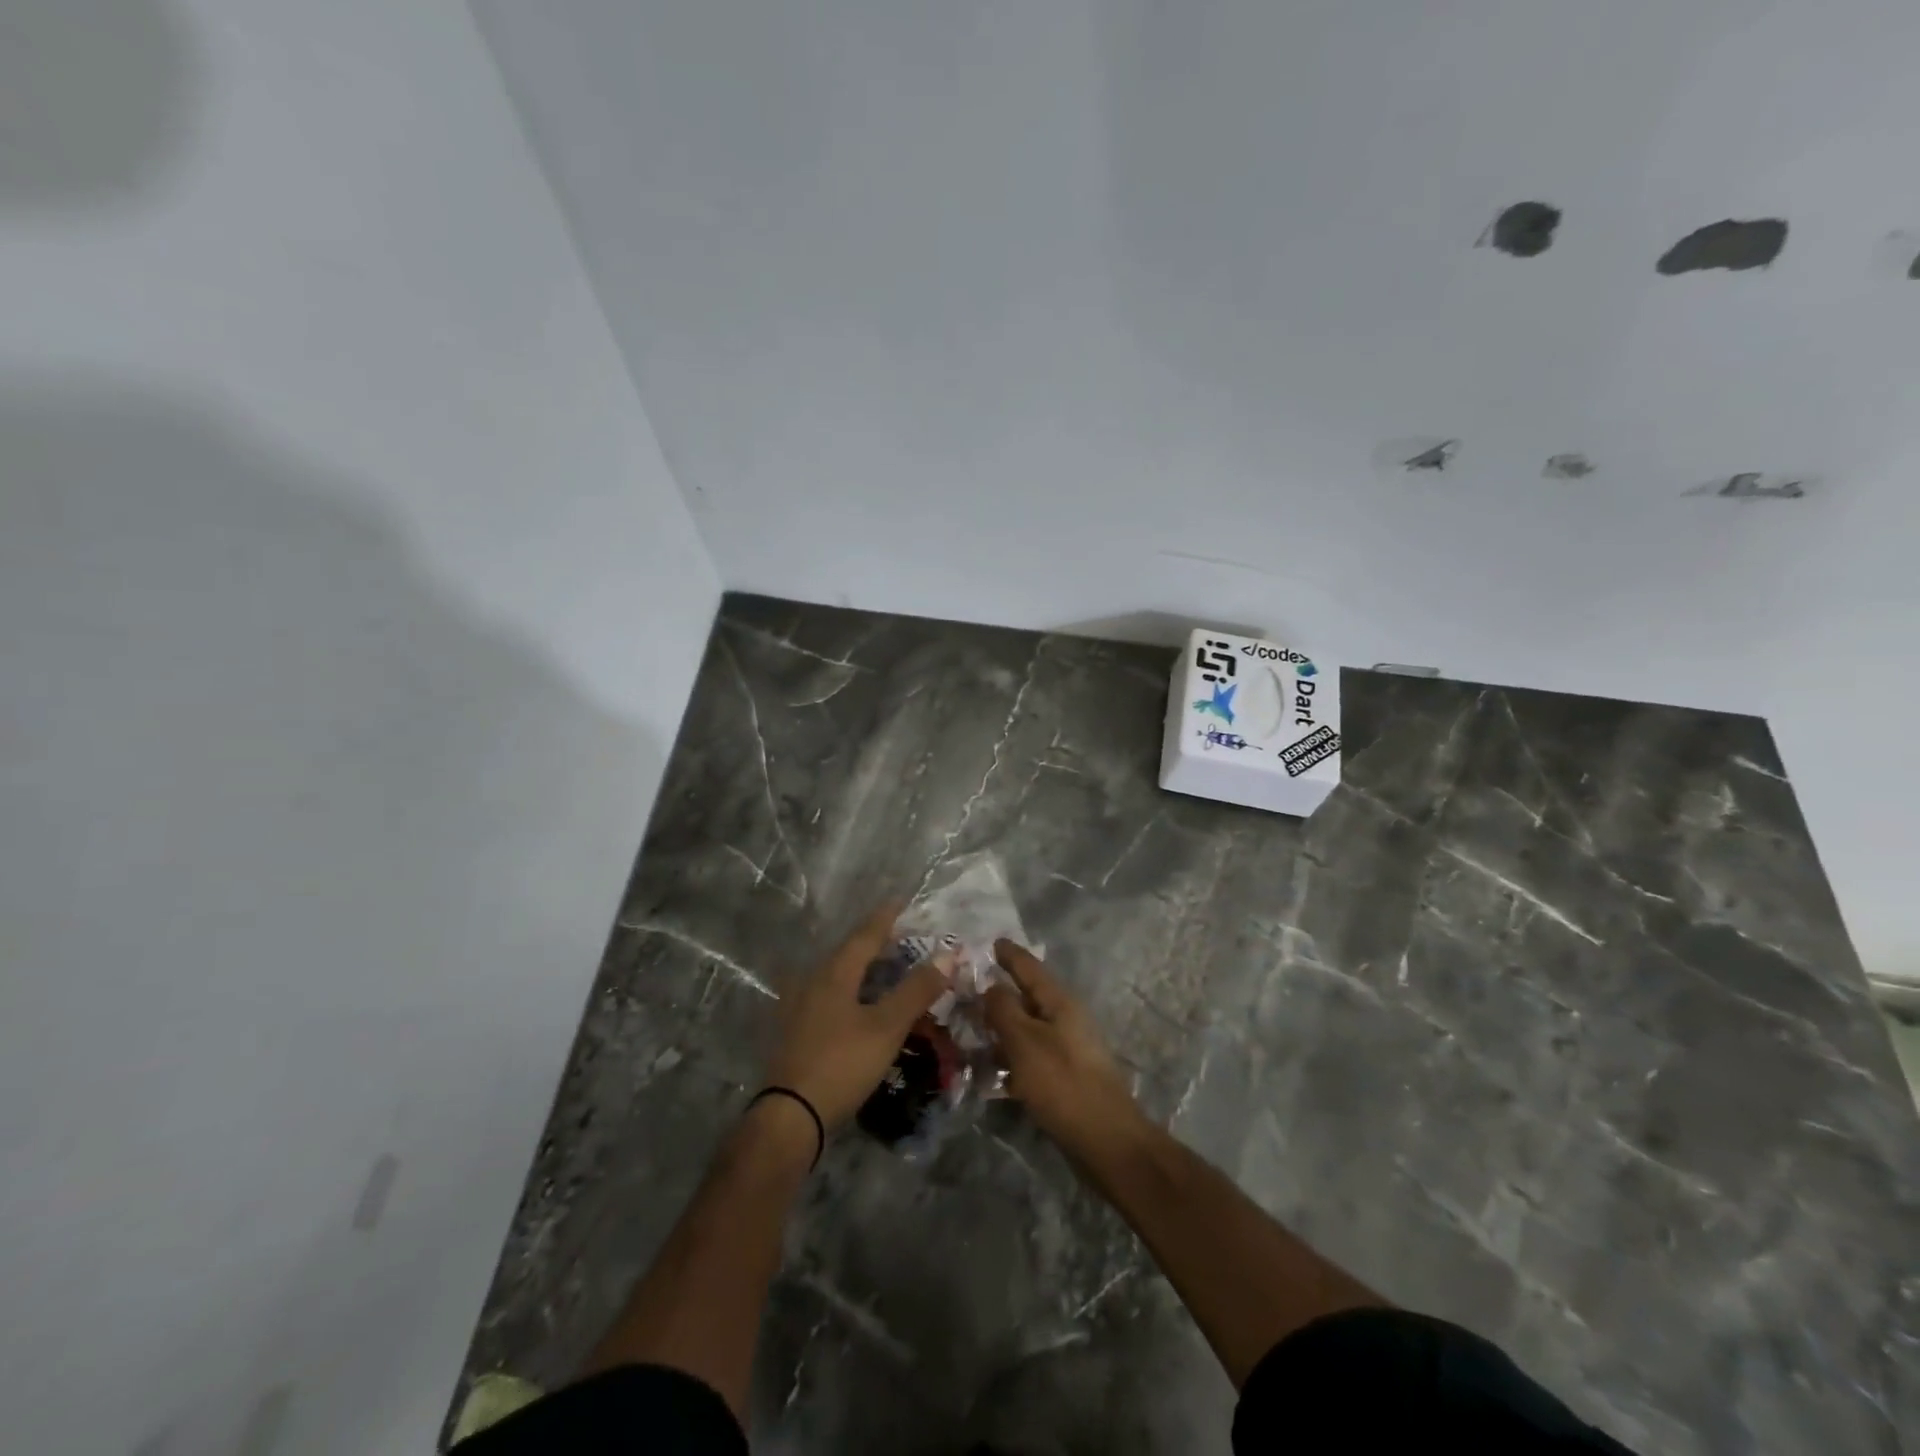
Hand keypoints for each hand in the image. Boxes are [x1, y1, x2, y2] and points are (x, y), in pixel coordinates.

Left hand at [764, 903, 947, 1129]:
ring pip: (836, 977)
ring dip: (862, 970)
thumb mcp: (887, 1027)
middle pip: (848, 953)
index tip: (901, 901)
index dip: (886, 918)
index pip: (865, 935)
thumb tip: (948, 954)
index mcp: (834, 973)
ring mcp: (799, 1007)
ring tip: (884, 971)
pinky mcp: (794, 1032)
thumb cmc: (841, 1063)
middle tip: (902, 939)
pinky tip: (858, 1007)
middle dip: (876, 944)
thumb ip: (917, 990)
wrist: (789, 1116)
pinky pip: (828, 998)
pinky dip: (850, 993)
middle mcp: (812, 981)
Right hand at [985, 940, 1147, 1157]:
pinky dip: (1010, 1059)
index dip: (1009, 954)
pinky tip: (988, 1074)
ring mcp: (1066, 1049)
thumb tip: (990, 986)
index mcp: (1059, 1002)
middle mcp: (1065, 1019)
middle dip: (998, 993)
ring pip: (1026, 1029)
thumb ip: (1003, 1009)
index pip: (1029, 967)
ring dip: (1000, 1030)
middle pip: (1026, 997)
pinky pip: (1030, 1058)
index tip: (990, 941)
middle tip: (966, 991)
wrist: (1105, 1140)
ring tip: (969, 1033)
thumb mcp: (1024, 1041)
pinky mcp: (1064, 1077)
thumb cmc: (1062, 1083)